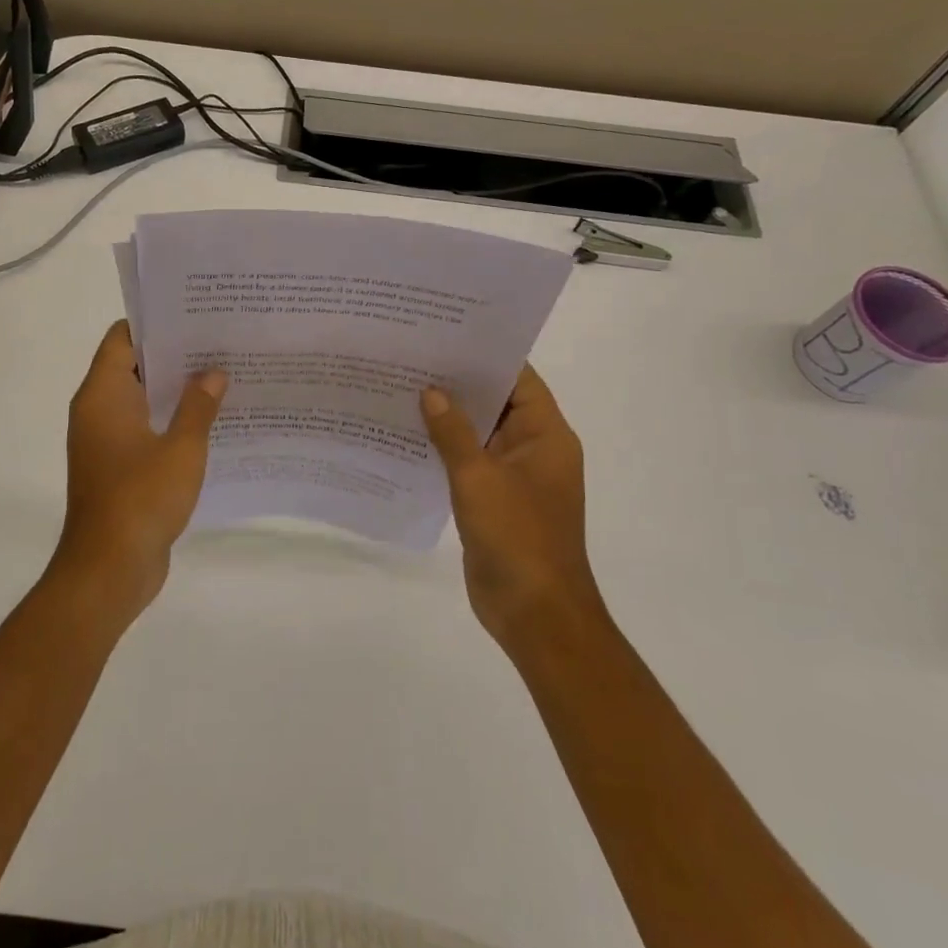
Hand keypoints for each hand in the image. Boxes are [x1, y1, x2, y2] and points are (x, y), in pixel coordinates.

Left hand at [53, 321, 226, 621]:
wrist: (109, 569)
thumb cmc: (142, 499)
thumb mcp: (182, 448)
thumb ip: (198, 406)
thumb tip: (213, 373)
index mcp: (103, 395)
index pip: (122, 339)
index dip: (155, 323)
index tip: (194, 316)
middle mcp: (98, 411)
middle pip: (133, 366)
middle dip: (174, 355)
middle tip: (219, 344)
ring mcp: (105, 441)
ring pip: (142, 400)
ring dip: (175, 391)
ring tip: (222, 377)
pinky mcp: (117, 468)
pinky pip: (144, 430)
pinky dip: (170, 421)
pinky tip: (210, 423)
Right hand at [421, 366, 594, 647]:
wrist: (534, 613)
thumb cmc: (517, 537)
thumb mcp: (479, 478)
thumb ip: (453, 433)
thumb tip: (431, 392)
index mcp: (545, 435)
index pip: (518, 379)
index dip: (485, 355)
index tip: (446, 334)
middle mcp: (533, 449)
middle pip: (496, 403)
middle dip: (458, 384)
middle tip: (412, 358)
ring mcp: (514, 476)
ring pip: (479, 434)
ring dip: (448, 418)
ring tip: (401, 389)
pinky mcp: (495, 500)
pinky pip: (469, 463)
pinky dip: (444, 450)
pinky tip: (407, 437)